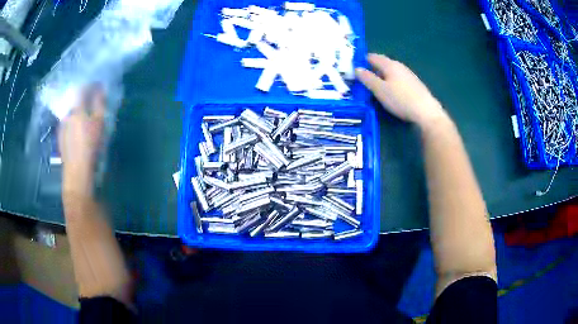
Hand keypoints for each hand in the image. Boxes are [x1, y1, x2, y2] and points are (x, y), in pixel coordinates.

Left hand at [59, 87, 105, 194]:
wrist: (76, 172)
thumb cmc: (90, 145)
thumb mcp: (99, 122)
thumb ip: (99, 103)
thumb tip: (100, 88)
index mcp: (76, 107)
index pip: (82, 88)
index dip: (90, 84)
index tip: (98, 85)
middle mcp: (66, 113)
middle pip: (74, 99)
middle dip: (83, 97)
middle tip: (92, 101)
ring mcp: (61, 126)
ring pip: (70, 111)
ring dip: (77, 109)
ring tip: (85, 116)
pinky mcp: (60, 138)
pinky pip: (67, 122)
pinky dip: (73, 121)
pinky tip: (78, 130)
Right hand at [356, 54, 447, 129]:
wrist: (426, 112)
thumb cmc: (400, 99)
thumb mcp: (380, 90)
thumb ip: (367, 78)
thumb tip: (357, 69)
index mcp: (389, 64)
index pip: (372, 57)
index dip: (362, 61)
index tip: (354, 69)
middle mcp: (399, 66)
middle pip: (382, 63)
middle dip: (372, 69)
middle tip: (362, 79)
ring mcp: (408, 75)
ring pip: (391, 71)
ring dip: (382, 76)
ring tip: (375, 86)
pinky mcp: (414, 84)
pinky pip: (398, 79)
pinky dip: (391, 82)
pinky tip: (391, 92)